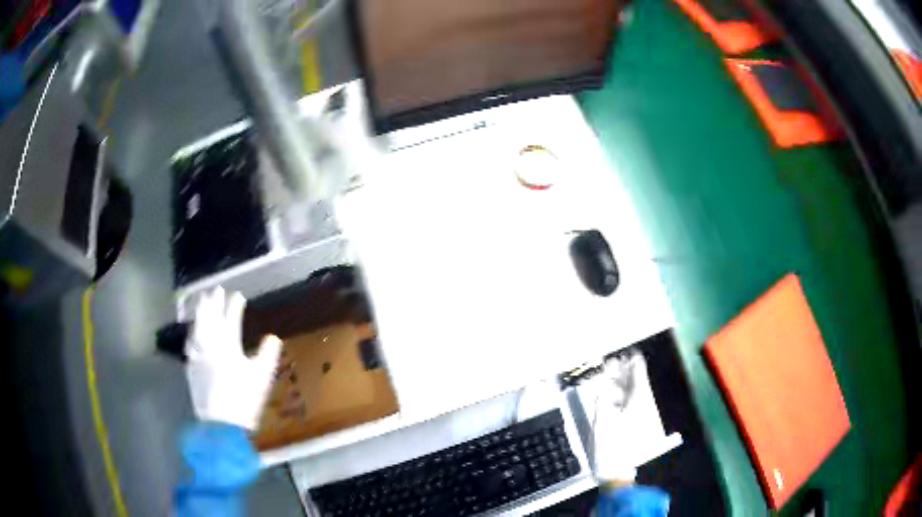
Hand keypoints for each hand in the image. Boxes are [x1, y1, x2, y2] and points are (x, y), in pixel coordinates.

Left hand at [185, 287, 281, 429]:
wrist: (221, 423)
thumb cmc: (244, 398)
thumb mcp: (262, 376)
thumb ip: (267, 354)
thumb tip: (273, 337)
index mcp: (228, 345)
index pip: (230, 319)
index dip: (234, 306)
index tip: (238, 296)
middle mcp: (210, 345)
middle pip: (209, 318)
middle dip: (212, 302)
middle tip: (214, 290)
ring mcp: (198, 355)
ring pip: (196, 328)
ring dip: (199, 314)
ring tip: (201, 303)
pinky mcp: (192, 368)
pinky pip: (190, 344)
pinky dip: (192, 334)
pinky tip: (192, 333)